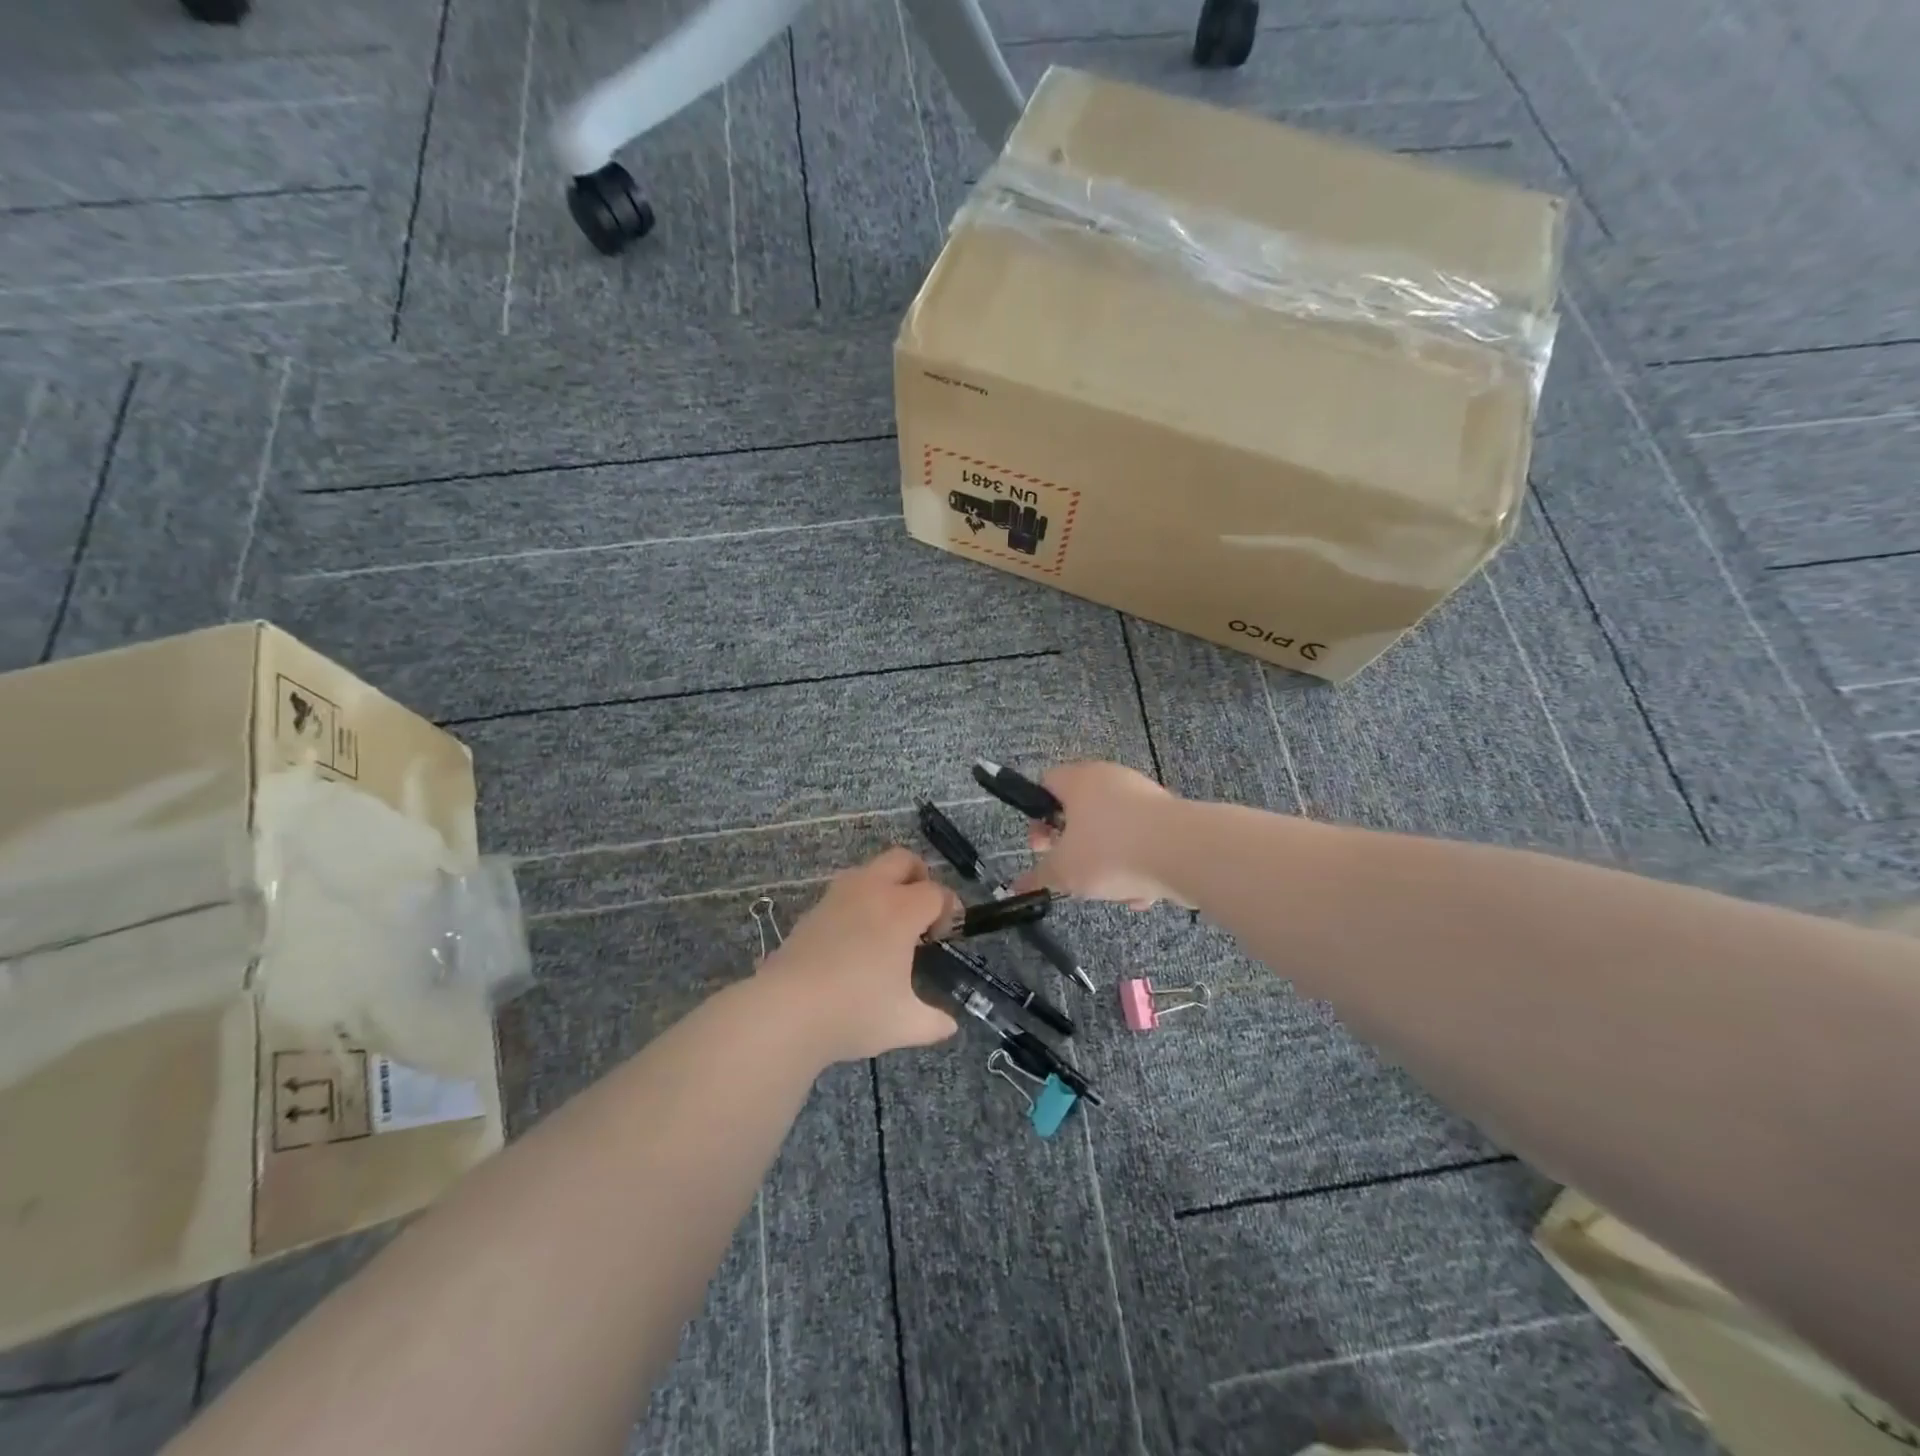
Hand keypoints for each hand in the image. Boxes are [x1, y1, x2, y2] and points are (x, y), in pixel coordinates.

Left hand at [758, 848, 959, 1062]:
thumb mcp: (904, 1024)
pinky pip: (846, 890)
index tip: (942, 936)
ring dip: (886, 886)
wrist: (786, 1011)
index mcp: (901, 910)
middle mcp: (871, 890)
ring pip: (870, 869)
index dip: (948, 909)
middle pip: (903, 860)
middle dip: (919, 877)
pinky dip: (860, 902)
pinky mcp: (813, 909)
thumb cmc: (854, 1012)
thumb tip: (949, 1026)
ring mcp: (838, 896)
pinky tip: (856, 940)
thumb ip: (933, 1022)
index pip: (936, 892)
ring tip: (888, 926)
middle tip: (921, 914)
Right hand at [1010, 761, 1186, 908]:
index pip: (1046, 784)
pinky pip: (1143, 840)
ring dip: (1108, 860)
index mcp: (1079, 779)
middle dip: (1074, 845)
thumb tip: (1017, 885)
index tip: (1042, 847)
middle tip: (1073, 869)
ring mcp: (1144, 794)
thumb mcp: (1065, 872)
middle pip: (1081, 809)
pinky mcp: (1171, 816)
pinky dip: (1139, 863)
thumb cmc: (1111, 852)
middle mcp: (1110, 778)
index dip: (1037, 817)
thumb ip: (1039, 877)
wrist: (1186, 853)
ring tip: (1113, 890)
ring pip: (1114, 829)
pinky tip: (1143, 892)